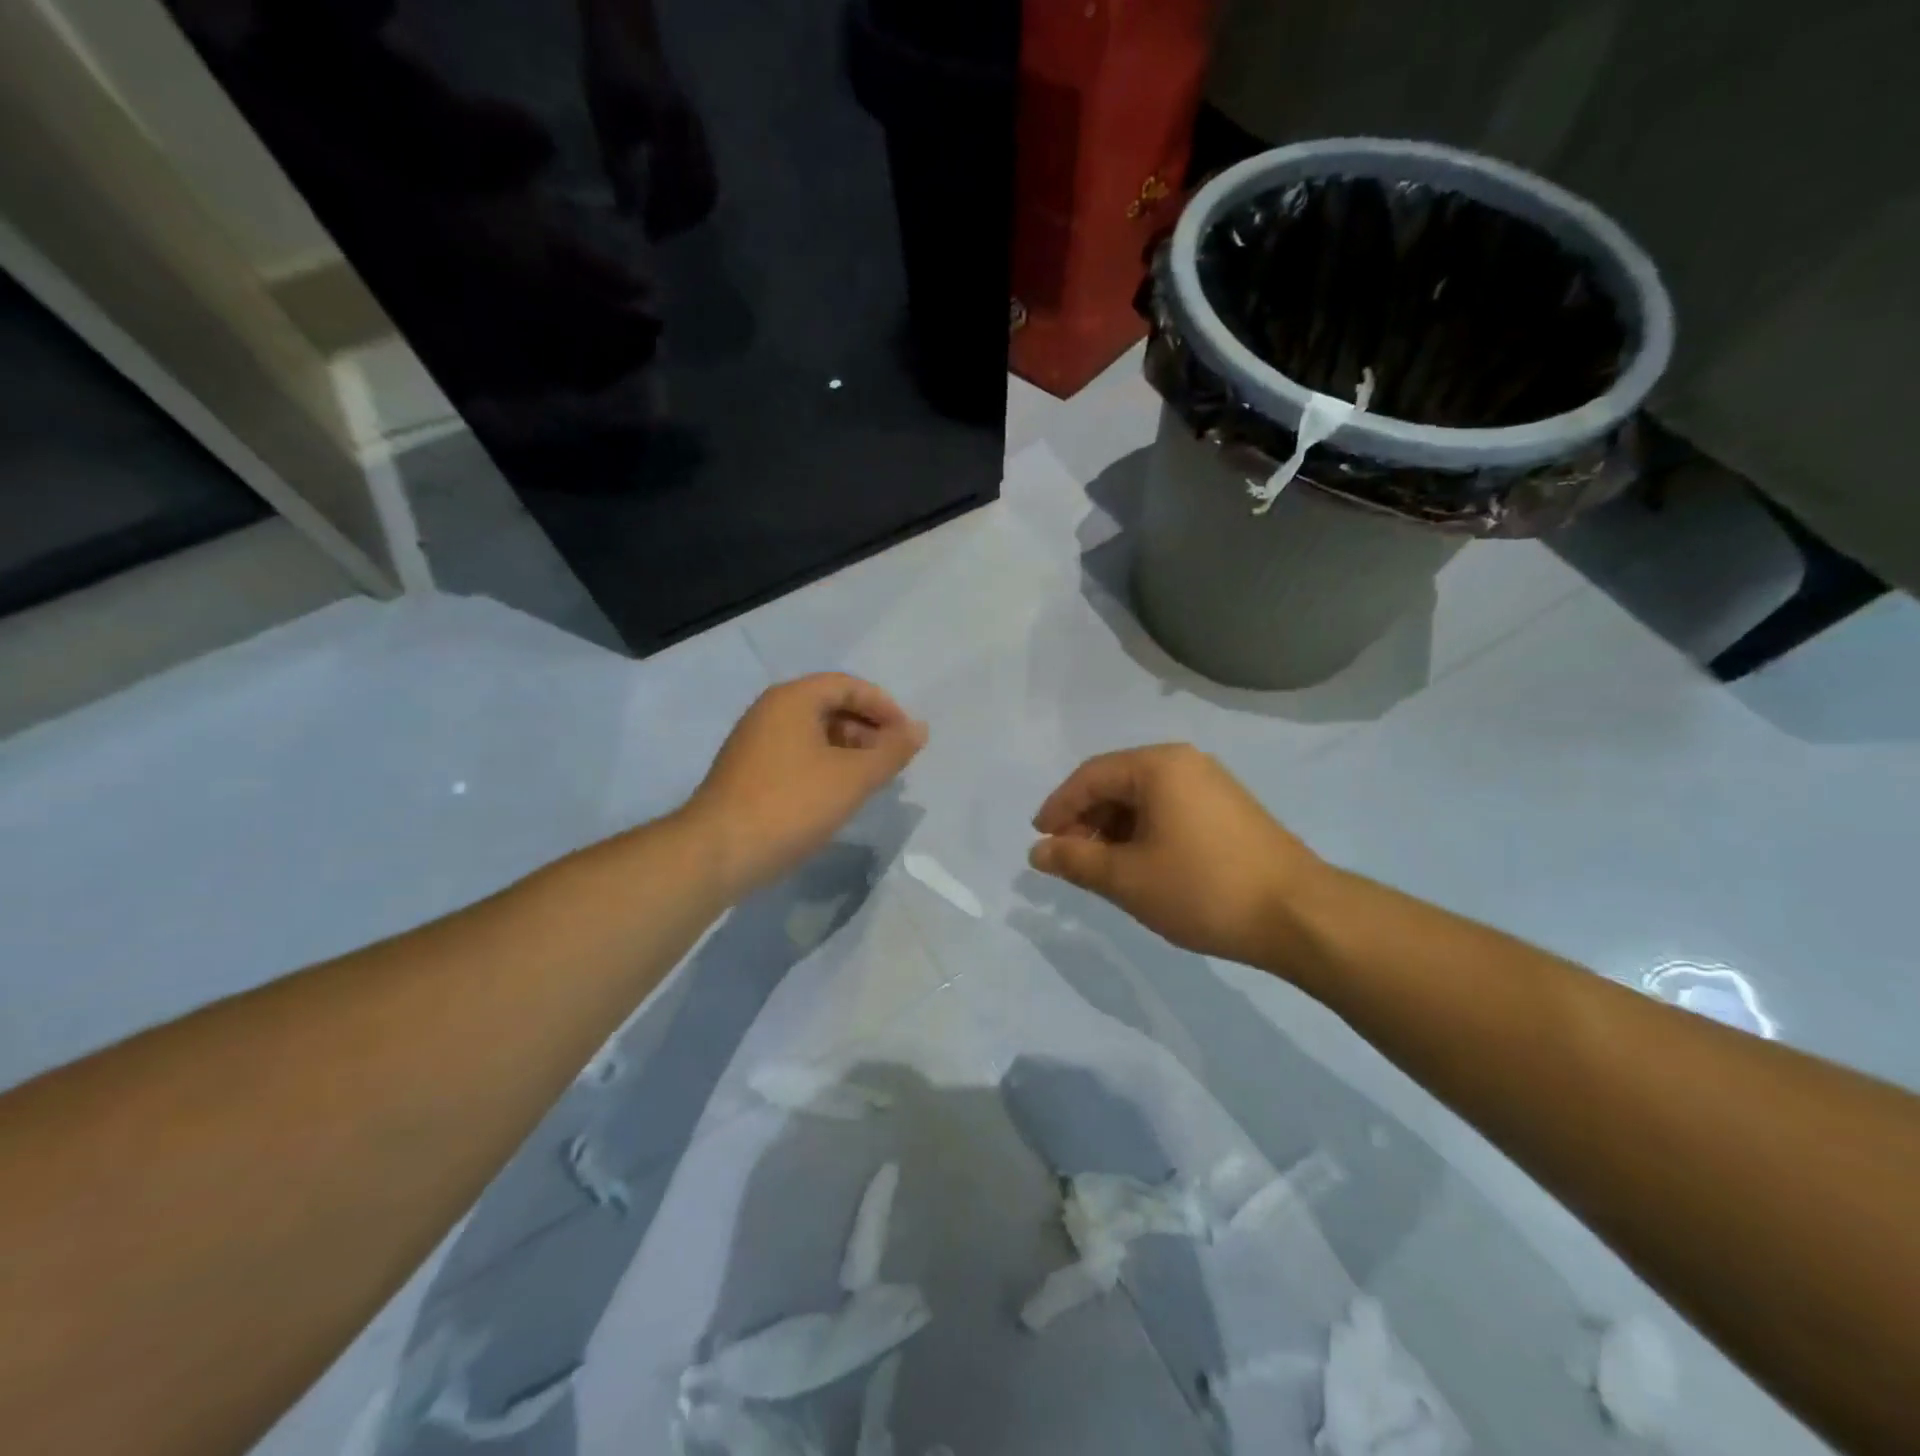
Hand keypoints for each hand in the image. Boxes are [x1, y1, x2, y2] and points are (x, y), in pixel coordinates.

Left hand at [686, 674, 926, 896]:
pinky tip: (836, 796)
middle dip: (867, 729)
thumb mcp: (852, 778)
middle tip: (891, 761)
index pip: (848, 685)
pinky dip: (824, 766)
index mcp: (792, 699)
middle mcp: (769, 711)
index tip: (907, 737)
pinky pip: (797, 755)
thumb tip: (920, 729)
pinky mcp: (747, 772)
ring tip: (869, 781)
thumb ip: (891, 751)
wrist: (718, 853)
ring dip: (847, 750)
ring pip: (813, 734)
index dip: (884, 707)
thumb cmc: (791, 805)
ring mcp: (754, 742)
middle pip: (829, 706)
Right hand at [1029, 745, 1326, 970]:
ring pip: (1144, 799)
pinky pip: (1170, 810)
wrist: (1298, 915)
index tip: (1039, 841)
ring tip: (1103, 869)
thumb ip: (1075, 861)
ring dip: (1114, 830)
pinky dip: (1144, 833)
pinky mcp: (1228, 809)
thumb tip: (1037, 852)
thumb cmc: (1202, 889)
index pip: (1090, 777)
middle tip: (1070, 860)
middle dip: (1086, 820)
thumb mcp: (1127, 879)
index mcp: (1158, 766)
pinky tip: (1140, 865)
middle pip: (1117, 784)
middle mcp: (1185, 763)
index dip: (1058, 808)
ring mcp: (1211, 784)